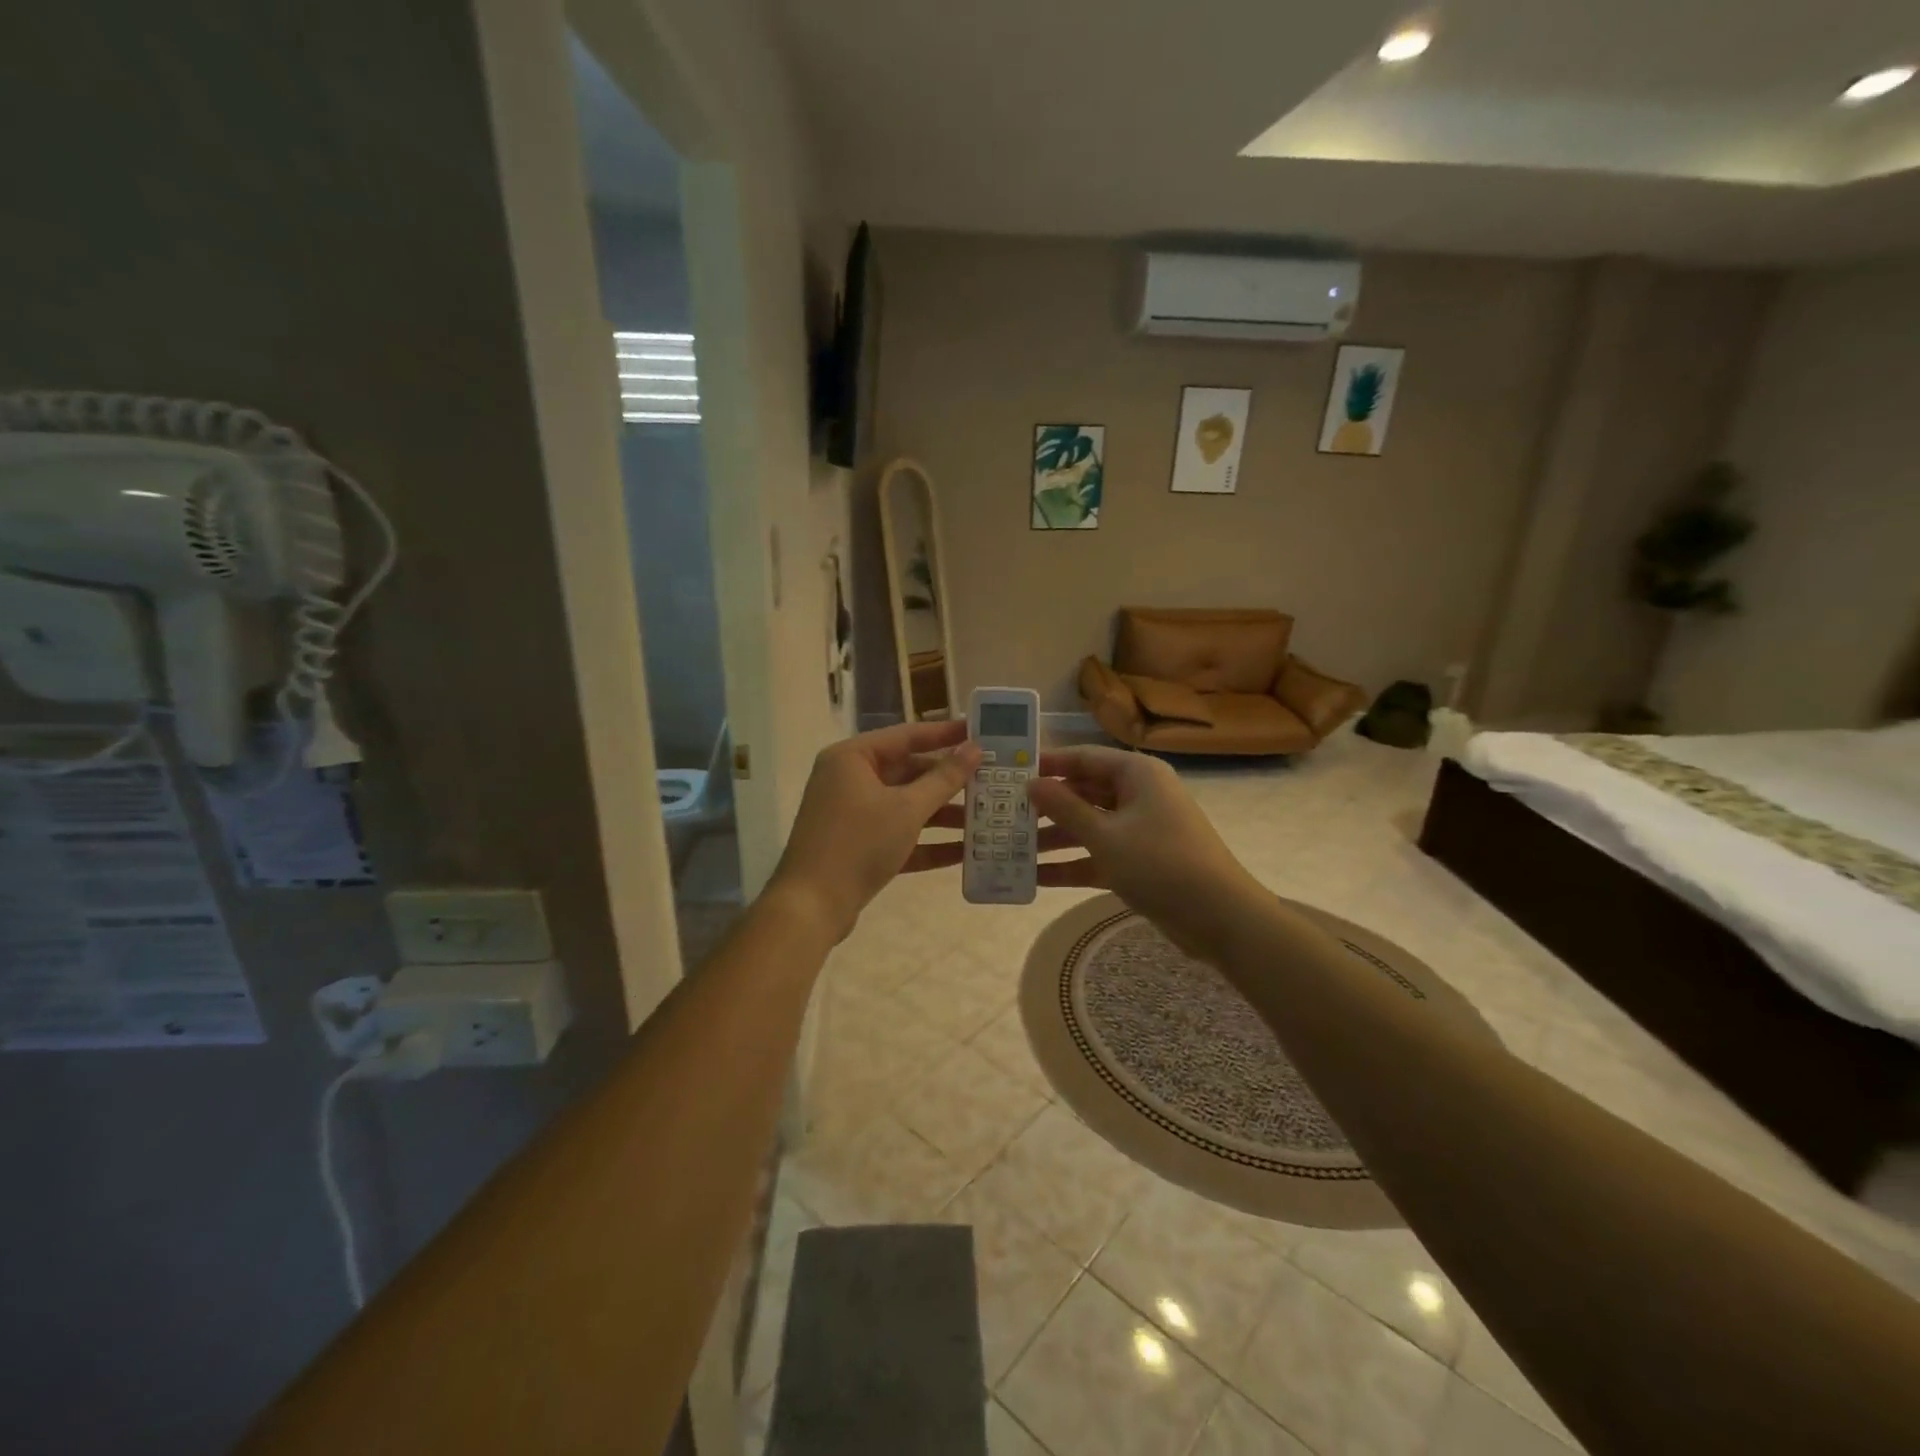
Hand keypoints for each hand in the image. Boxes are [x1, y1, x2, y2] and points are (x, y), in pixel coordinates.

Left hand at [769, 720, 982, 942]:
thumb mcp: (907, 809)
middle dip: (949, 782)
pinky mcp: (859, 847)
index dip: (945, 734)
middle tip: (990, 780)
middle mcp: (850, 780)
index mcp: (853, 758)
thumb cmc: (858, 843)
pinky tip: (965, 852)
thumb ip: (944, 779)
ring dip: (944, 815)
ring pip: (906, 806)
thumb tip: (974, 748)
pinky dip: (928, 843)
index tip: (979, 732)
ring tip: (986, 819)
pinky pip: (899, 836)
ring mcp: (853, 815)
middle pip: (908, 772)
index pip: (907, 736)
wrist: (811, 907)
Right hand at [1026, 746, 1264, 961]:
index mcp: (1136, 774)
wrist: (1220, 917)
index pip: (1082, 757)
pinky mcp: (1140, 861)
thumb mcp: (1105, 835)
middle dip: (1046, 806)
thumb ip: (1065, 808)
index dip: (1046, 764)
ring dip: (1054, 838)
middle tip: (1002, 813)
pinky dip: (1072, 864)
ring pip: (1088, 825)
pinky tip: (1035, 878)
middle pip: (1083, 791)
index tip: (1008, 772)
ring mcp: (1140, 829)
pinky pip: (1099, 854)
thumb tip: (1031, 784)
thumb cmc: (1160, 863)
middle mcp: (1138, 794)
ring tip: (1010, 847)